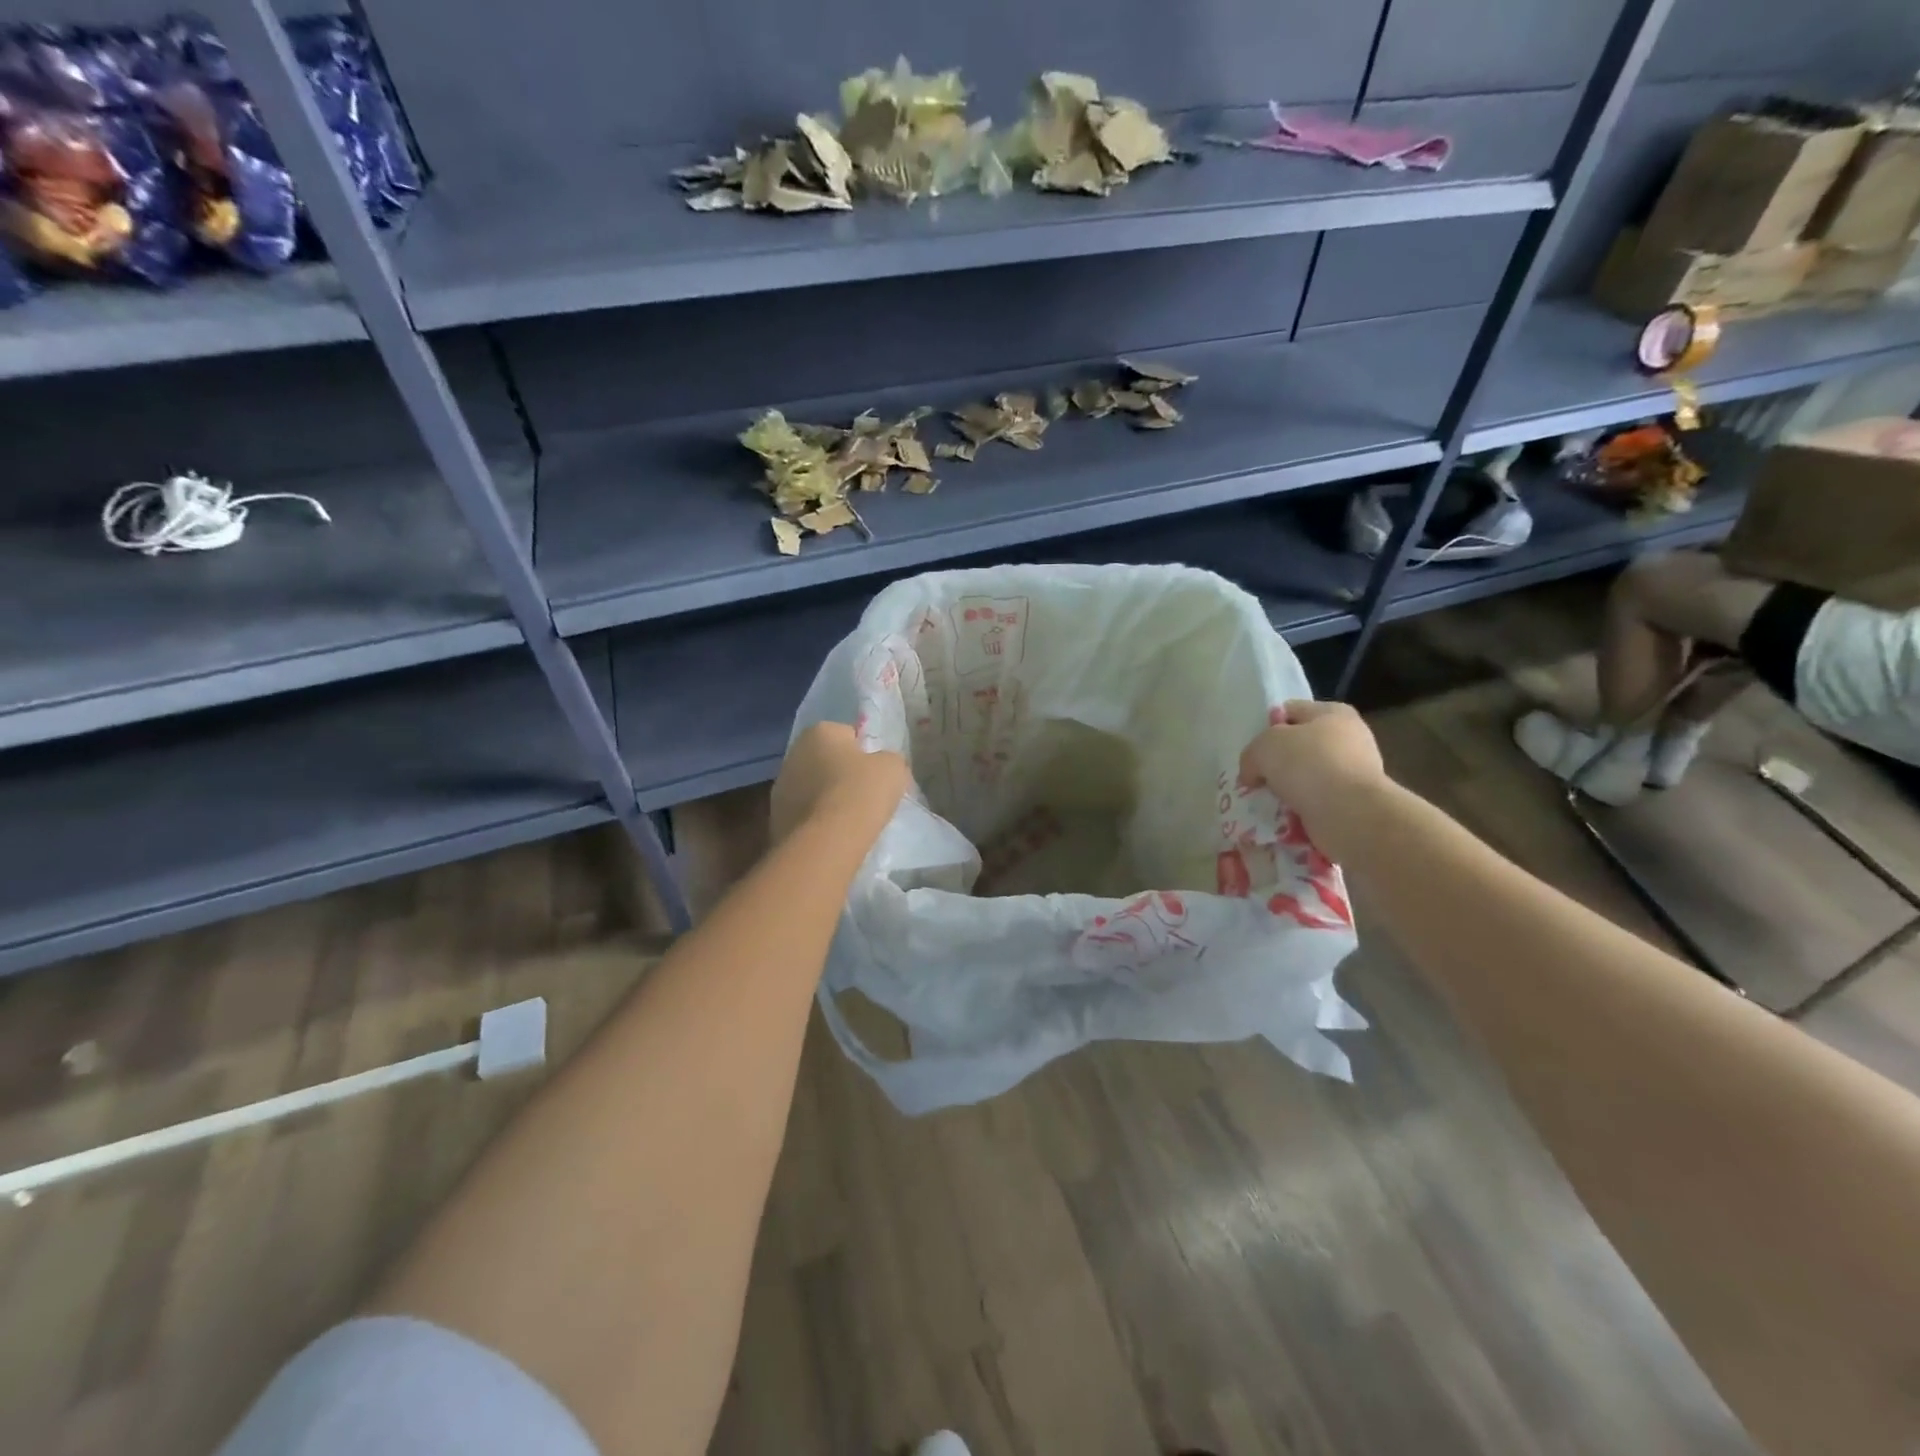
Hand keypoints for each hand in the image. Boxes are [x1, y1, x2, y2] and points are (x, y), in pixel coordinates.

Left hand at [770, 724, 908, 844]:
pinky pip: (804, 813)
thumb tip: (882, 765)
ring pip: (812, 787)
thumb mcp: (893, 768)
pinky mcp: (775, 817)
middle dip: (842, 774)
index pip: (848, 735)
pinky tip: (833, 834)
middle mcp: (793, 753)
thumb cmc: (861, 793)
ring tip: (849, 819)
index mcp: (820, 732)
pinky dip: (816, 820)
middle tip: (865, 795)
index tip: (876, 774)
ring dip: (826, 797)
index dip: (866, 754)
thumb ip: (889, 759)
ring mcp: (780, 787)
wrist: (826, 842)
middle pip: (826, 760)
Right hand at [1240, 701, 1387, 861]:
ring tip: (1267, 801)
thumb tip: (1252, 774)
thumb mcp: (1263, 747)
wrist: (1349, 813)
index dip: (1266, 727)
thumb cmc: (1308, 765)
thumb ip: (1251, 754)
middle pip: (1298, 746)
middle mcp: (1349, 738)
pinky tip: (1284, 817)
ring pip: (1305, 777)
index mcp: (1332, 712)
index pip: (1289, 711)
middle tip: (1255, 778)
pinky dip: (1300, 810)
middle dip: (1276, 763)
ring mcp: (1354, 772)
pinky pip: (1316, 802)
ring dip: (1286, 790)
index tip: (1252, 750)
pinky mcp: (1354, 802)